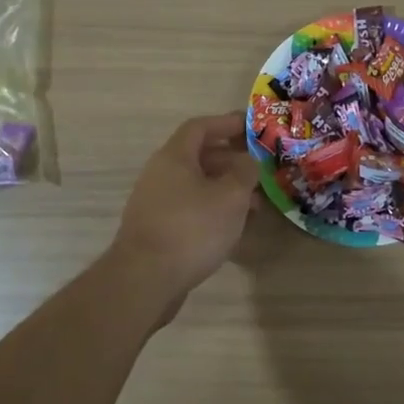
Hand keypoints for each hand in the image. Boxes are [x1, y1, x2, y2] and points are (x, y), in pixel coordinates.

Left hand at [106, 113, 261, 307]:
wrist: (144, 280)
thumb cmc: (192, 229)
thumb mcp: (231, 196)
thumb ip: (244, 172)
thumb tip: (247, 161)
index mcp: (174, 157)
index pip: (201, 127)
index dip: (227, 123)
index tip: (251, 128)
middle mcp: (160, 173)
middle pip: (198, 156)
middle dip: (231, 160)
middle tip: (259, 170)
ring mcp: (155, 202)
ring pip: (196, 185)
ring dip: (225, 188)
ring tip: (254, 204)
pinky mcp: (156, 229)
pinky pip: (189, 207)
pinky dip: (212, 209)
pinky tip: (231, 227)